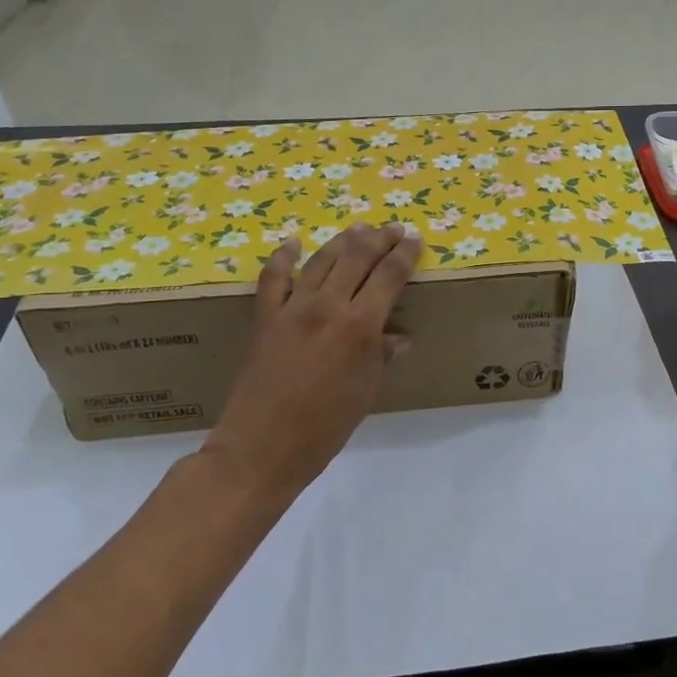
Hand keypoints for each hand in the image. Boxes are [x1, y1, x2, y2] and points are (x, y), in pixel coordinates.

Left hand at [202, 223, 421, 509]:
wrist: (261, 447)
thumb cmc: (324, 428)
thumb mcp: (365, 393)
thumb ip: (381, 357)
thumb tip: (398, 336)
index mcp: (360, 326)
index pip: (389, 276)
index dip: (404, 255)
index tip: (414, 240)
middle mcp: (327, 306)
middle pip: (357, 258)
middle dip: (378, 239)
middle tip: (392, 229)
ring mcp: (292, 308)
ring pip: (321, 260)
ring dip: (342, 241)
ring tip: (358, 229)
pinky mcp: (264, 317)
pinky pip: (274, 278)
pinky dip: (284, 257)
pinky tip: (293, 243)